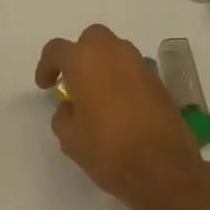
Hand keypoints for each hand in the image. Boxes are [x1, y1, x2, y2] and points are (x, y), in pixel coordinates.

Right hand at [35, 25, 207, 209]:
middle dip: (80, 54)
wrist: (164, 170)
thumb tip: (71, 107)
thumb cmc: (108, 150)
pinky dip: (123, 81)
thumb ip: (63, 114)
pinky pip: (134, 72)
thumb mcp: (70, 138)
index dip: (46, 66)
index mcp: (86, 61)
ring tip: (97, 96)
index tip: (46, 86)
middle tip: (74, 81)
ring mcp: (142, 67)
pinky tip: (120, 108)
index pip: (57, 49)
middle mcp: (115, 54)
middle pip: (92, 39)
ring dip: (104, 66)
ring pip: (117, 52)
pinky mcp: (160, 84)